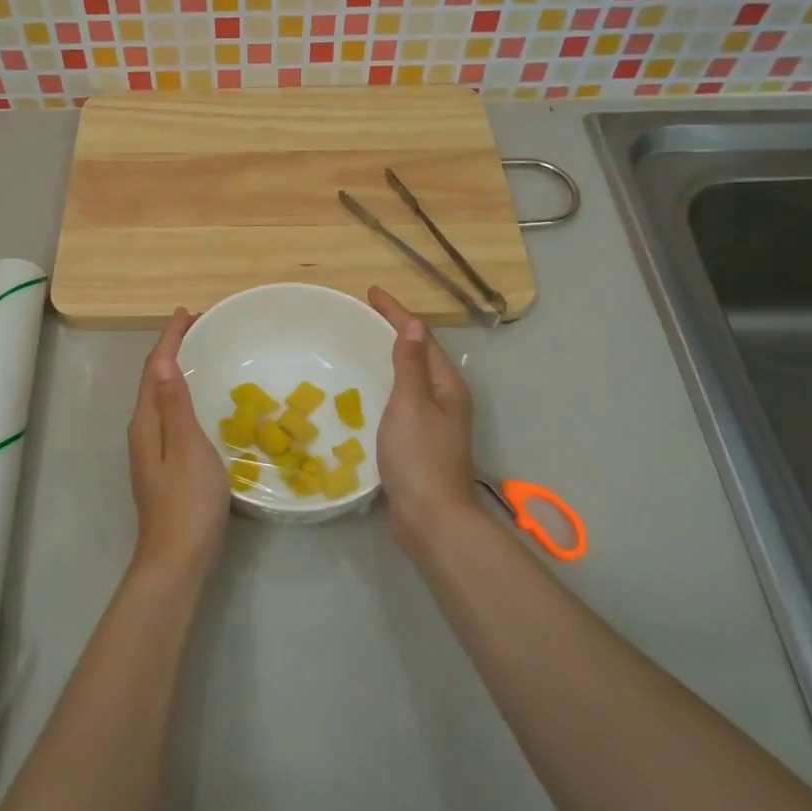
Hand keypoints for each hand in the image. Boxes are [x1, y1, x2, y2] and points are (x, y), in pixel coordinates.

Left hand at [127, 309, 230, 577]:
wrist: (178, 560)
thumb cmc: (187, 502)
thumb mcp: (187, 448)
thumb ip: (175, 405)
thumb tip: (161, 362)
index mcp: (146, 422)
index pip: (153, 368)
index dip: (169, 338)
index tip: (188, 312)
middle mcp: (144, 431)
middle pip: (153, 379)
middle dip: (172, 349)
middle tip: (201, 327)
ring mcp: (152, 450)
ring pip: (161, 397)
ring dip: (177, 370)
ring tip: (202, 353)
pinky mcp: (164, 465)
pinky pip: (171, 414)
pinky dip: (183, 394)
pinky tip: (201, 401)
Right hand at [368, 287, 476, 537]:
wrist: (431, 518)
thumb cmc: (419, 456)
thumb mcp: (412, 403)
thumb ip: (411, 364)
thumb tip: (414, 325)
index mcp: (447, 386)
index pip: (421, 337)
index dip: (396, 313)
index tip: (372, 292)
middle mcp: (446, 400)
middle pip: (420, 355)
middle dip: (395, 331)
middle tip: (365, 315)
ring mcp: (434, 423)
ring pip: (411, 379)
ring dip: (390, 358)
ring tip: (364, 345)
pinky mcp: (420, 443)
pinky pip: (402, 401)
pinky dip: (386, 386)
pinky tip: (367, 392)